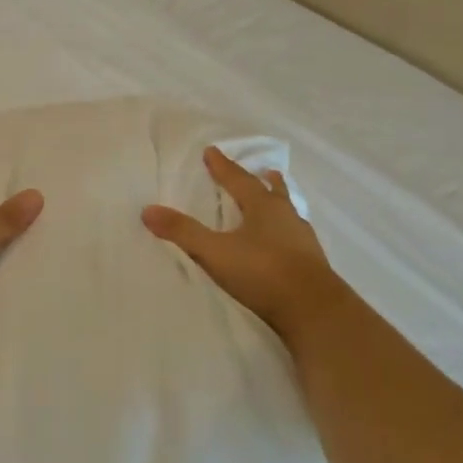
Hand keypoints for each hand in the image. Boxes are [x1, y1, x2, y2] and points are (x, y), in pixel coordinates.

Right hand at [143, 147, 349, 347]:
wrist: (314, 310)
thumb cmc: (263, 272)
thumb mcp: (215, 252)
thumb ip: (183, 232)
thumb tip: (148, 210)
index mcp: (263, 207)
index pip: (238, 180)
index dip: (222, 166)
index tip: (211, 151)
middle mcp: (286, 217)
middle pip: (273, 192)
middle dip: (262, 181)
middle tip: (264, 171)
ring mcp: (303, 240)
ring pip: (289, 213)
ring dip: (280, 204)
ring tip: (278, 200)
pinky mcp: (312, 264)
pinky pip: (296, 238)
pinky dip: (287, 232)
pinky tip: (287, 243)